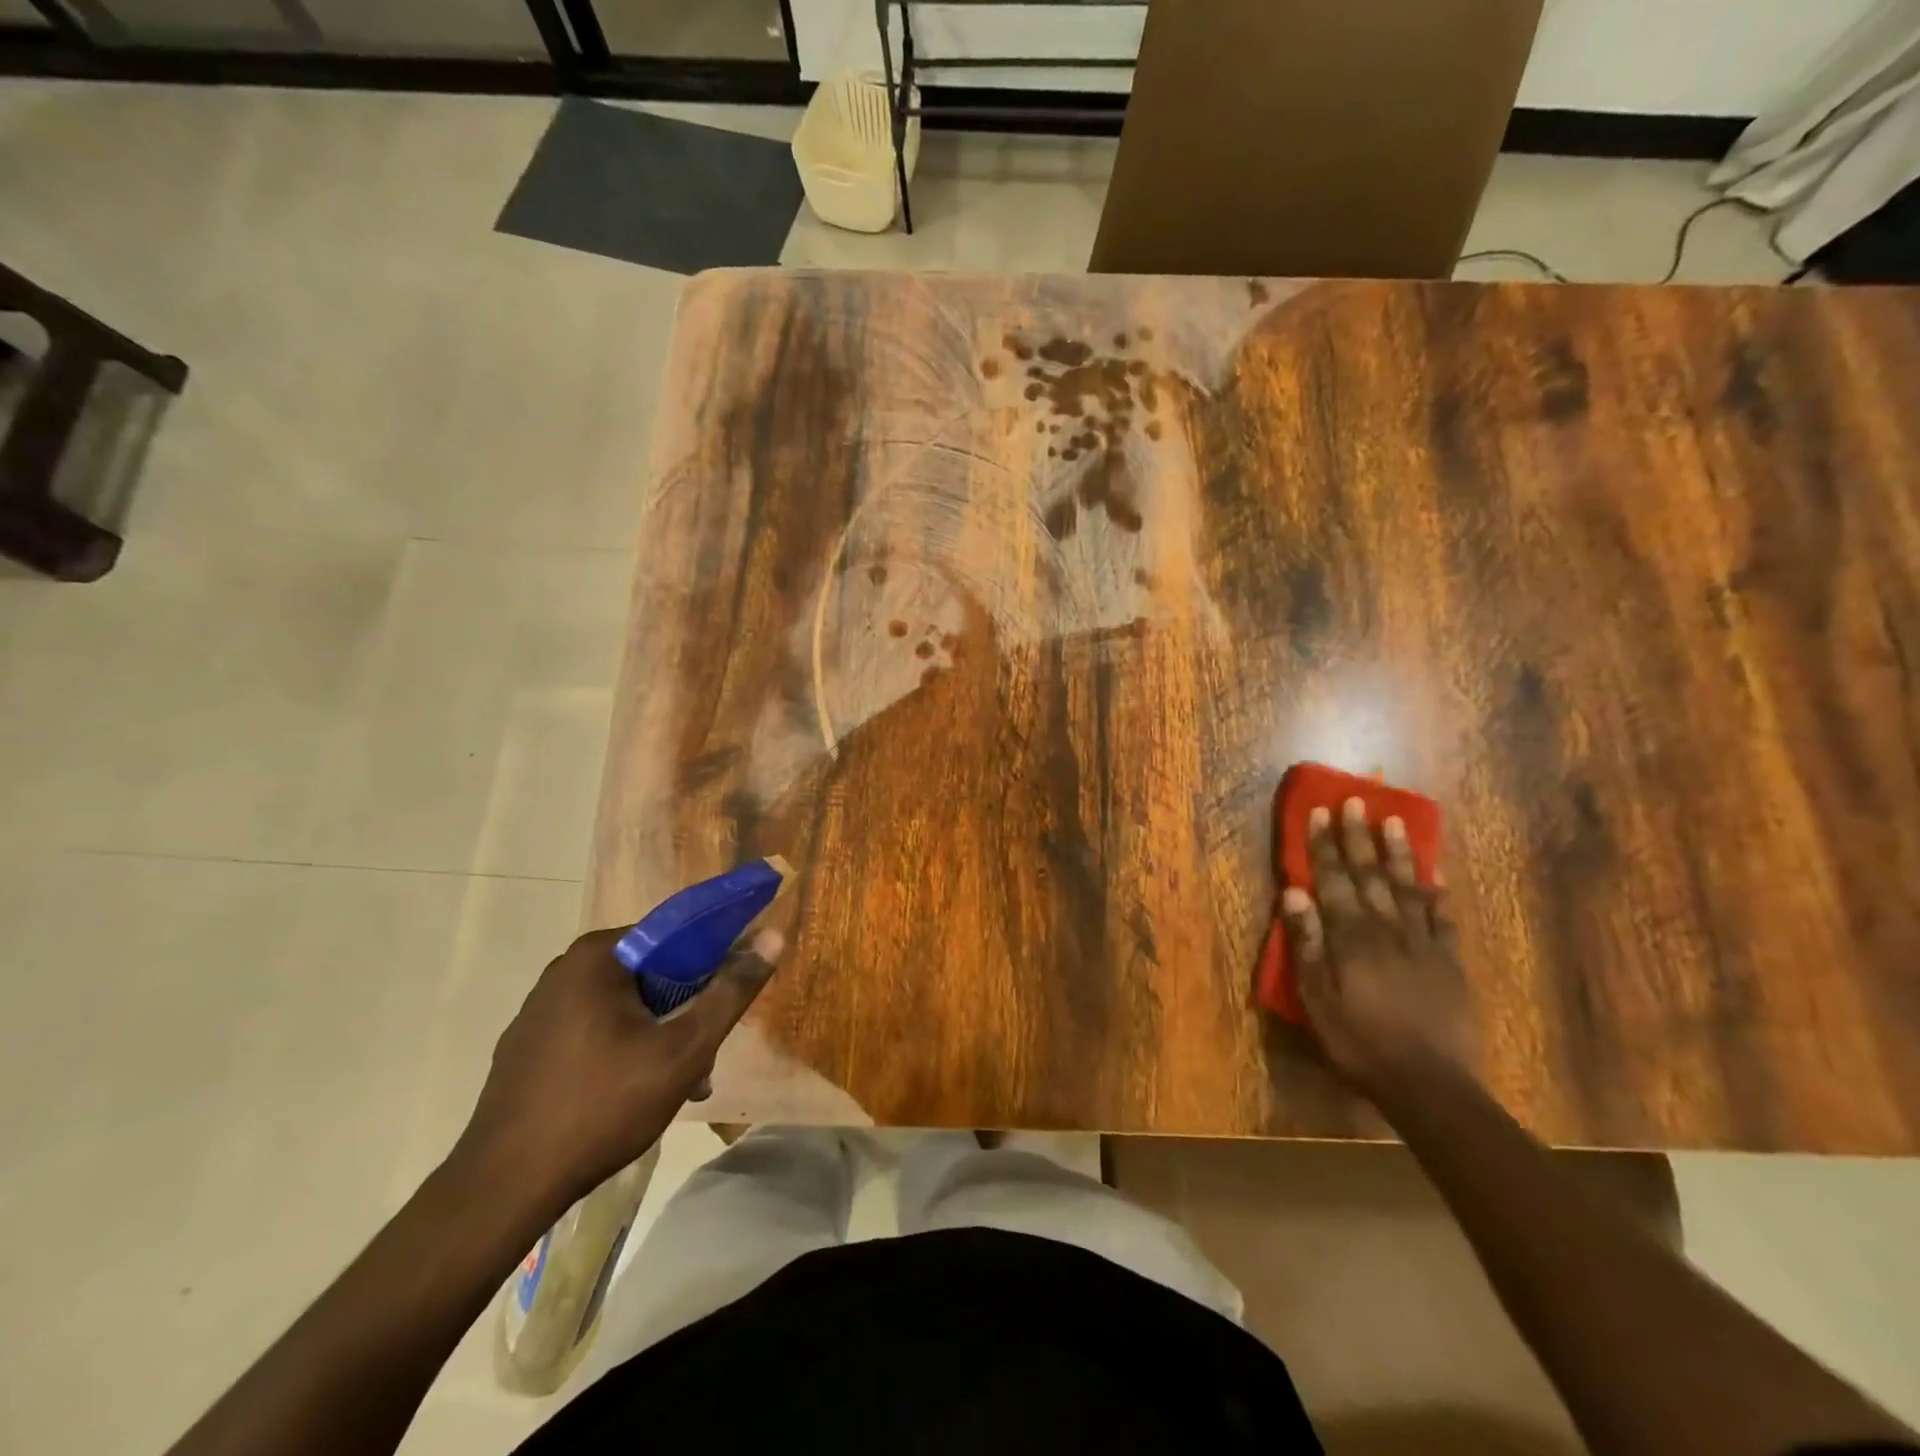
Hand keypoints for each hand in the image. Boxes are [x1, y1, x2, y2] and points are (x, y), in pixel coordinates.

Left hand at [451, 926, 783, 1205]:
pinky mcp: (528, 1047)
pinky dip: (625, 1049)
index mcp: (598, 956)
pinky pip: (595, 1029)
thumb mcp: (683, 1050)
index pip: (676, 934)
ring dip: (660, 1034)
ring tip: (680, 1084)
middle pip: (652, 972)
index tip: (730, 997)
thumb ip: (731, 992)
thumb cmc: (602, 1106)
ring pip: (626, 1005)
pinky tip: (636, 1094)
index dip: (714, 959)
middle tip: (705, 1056)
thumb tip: (773, 936)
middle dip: (686, 1010)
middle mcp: (565, 970)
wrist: (501, 1190)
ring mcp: (540, 1010)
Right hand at [1281, 797, 1474, 1097]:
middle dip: (1359, 838)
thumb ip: (1307, 942)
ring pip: (1408, 887)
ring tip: (1395, 822)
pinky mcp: (1448, 962)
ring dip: (1399, 853)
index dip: (1325, 846)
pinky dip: (1437, 895)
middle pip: (1370, 874)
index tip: (1322, 812)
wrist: (1428, 1083)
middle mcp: (1385, 928)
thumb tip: (1293, 893)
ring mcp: (1422, 943)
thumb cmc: (1358, 1039)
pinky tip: (1436, 878)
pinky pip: (1442, 919)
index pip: (1333, 879)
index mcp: (1350, 935)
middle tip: (1356, 802)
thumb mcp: (1316, 996)